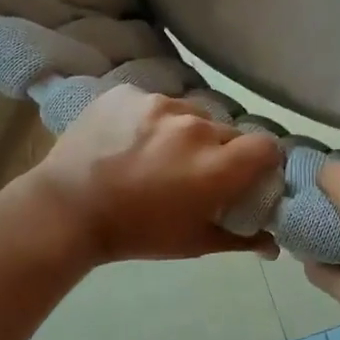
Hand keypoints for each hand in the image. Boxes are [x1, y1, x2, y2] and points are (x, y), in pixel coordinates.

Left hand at [25, 86, 283, 264]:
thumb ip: (240, 239)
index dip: (262, 160)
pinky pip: (155, 103)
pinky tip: (130, 140)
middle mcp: (196, 127)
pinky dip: (151, 120)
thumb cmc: (136, 233)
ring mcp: (160, 105)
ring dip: (185, 132)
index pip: (267, 145)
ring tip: (157, 154)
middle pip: (227, 130)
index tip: (248, 174)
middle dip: (220, 150)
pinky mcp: (129, 93)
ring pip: (191, 113)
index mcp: (217, 166)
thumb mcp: (192, 243)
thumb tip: (273, 246)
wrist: (66, 211)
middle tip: (195, 171)